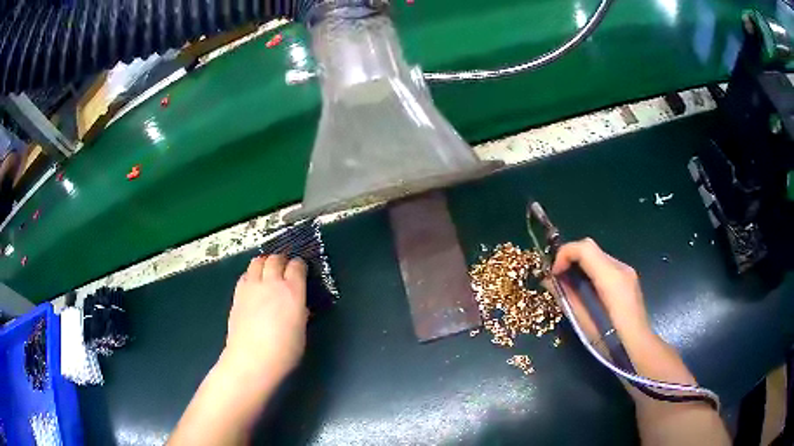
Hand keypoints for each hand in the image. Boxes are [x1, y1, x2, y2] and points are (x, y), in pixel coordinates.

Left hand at [222, 255, 308, 380]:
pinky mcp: (238, 294)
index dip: (299, 265)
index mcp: (292, 292)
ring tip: (267, 271)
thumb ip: (300, 313)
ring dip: (265, 263)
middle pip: (276, 259)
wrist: (251, 360)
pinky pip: (245, 275)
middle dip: (282, 260)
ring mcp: (252, 287)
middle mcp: (272, 283)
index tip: (301, 270)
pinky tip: (253, 284)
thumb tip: (298, 306)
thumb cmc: (283, 352)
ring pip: (257, 261)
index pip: (297, 266)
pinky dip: (251, 274)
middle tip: (284, 267)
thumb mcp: (301, 332)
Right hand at [552, 238, 650, 341]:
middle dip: (571, 259)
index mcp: (611, 277)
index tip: (554, 273)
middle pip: (591, 248)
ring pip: (598, 256)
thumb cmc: (609, 340)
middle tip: (559, 279)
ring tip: (571, 287)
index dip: (564, 254)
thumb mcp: (583, 321)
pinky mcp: (629, 279)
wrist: (638, 348)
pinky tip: (588, 293)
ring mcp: (627, 272)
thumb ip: (567, 296)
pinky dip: (592, 272)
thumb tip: (549, 280)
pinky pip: (606, 266)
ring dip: (581, 266)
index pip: (584, 247)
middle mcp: (621, 267)